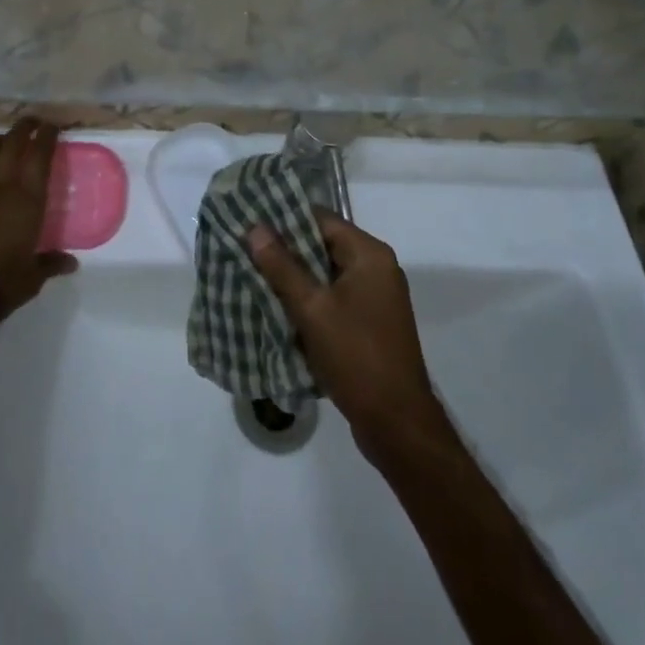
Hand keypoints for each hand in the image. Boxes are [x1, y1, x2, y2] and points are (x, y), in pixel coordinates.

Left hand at [0, 117, 77, 341]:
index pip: (40, 156)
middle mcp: (1, 188)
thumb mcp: (33, 278)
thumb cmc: (1, 286)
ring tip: (3, 141)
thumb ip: (51, 263)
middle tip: (30, 122)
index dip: (46, 136)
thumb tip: (71, 263)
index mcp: (27, 200)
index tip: (52, 126)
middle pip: (12, 145)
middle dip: (22, 128)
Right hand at [248, 210, 445, 447]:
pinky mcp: (371, 323)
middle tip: (246, 250)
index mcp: (369, 254)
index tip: (251, 222)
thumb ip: (282, 267)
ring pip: (327, 274)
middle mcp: (377, 268)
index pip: (321, 218)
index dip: (285, 218)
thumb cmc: (356, 357)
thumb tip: (255, 228)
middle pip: (323, 245)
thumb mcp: (312, 309)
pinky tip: (280, 309)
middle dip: (286, 250)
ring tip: (255, 277)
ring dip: (296, 278)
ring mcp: (376, 297)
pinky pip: (334, 298)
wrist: (398, 426)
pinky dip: (310, 301)